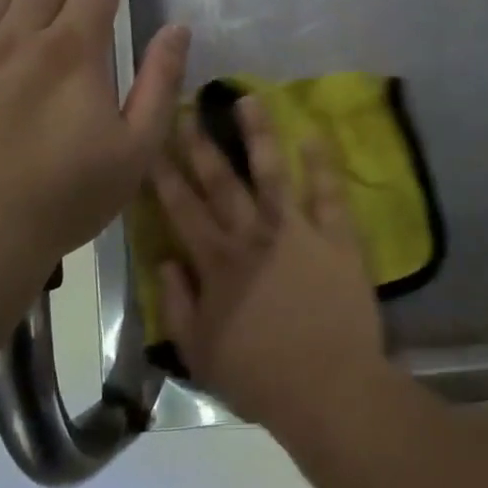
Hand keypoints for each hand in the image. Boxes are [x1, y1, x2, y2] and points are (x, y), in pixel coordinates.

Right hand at [153, 95, 386, 429]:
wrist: (329, 389)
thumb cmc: (259, 377)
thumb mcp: (199, 352)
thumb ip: (176, 304)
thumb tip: (166, 259)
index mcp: (217, 263)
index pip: (182, 209)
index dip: (163, 174)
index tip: (151, 143)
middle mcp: (252, 236)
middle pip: (221, 182)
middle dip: (200, 144)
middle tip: (188, 108)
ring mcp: (297, 232)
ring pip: (272, 173)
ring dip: (258, 134)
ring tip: (247, 98)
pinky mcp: (336, 238)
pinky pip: (329, 193)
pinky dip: (323, 163)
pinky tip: (314, 134)